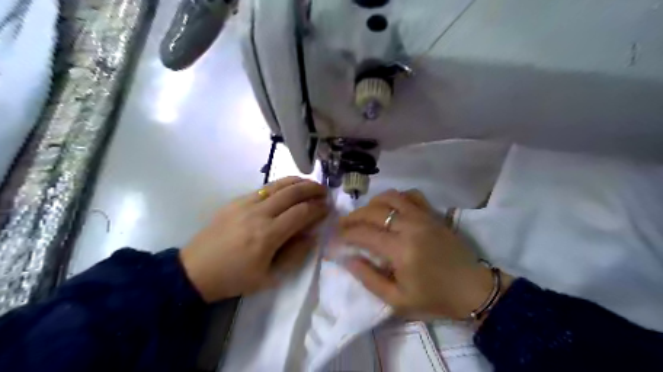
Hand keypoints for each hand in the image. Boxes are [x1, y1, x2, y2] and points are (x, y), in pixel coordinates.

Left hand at [180, 175, 327, 301]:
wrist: (195, 271)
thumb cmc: (234, 279)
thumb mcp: (269, 278)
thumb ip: (295, 255)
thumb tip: (312, 235)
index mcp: (267, 236)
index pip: (301, 213)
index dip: (318, 208)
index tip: (328, 207)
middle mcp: (258, 214)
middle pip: (292, 193)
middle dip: (312, 189)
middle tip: (325, 191)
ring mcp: (245, 204)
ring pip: (278, 185)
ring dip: (298, 182)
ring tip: (311, 183)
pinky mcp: (235, 201)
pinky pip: (263, 188)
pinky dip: (280, 185)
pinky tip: (288, 187)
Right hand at [339, 188, 514, 319]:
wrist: (473, 289)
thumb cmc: (434, 298)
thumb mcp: (397, 300)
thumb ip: (369, 279)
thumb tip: (348, 259)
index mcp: (401, 250)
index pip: (364, 234)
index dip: (345, 234)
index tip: (335, 238)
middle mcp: (410, 227)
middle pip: (372, 211)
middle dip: (352, 217)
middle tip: (343, 225)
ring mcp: (423, 217)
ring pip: (389, 197)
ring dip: (371, 204)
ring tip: (364, 215)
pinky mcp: (433, 214)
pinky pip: (411, 195)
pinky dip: (396, 197)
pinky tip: (391, 207)